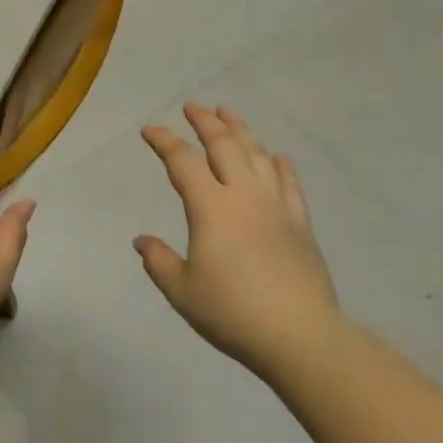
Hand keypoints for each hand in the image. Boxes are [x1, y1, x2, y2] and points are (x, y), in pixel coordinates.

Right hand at [134, 104, 343, 384]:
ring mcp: (277, 207)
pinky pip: (290, 185)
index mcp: (211, 209)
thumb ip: (159, 261)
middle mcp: (245, 196)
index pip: (183, 163)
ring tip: (229, 113)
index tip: (149, 130)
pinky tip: (277, 156)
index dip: (164, 142)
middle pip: (225, 146)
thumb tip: (142, 241)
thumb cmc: (232, 312)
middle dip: (206, 122)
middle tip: (192, 106)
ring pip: (258, 156)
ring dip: (241, 131)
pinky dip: (280, 165)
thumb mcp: (182, 291)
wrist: (299, 335)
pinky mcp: (301, 224)